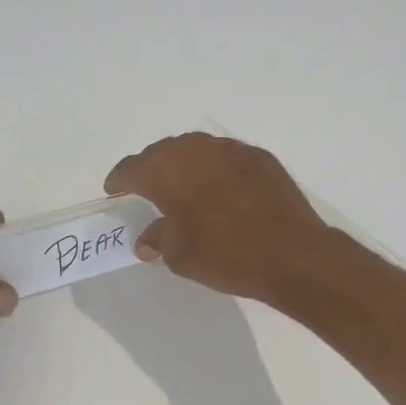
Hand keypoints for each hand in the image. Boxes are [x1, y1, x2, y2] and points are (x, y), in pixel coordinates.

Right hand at [104, 133, 335, 304]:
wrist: (291, 254)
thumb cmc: (226, 256)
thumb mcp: (181, 256)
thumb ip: (158, 239)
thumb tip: (146, 239)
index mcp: (168, 172)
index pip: (132, 168)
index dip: (119, 180)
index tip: (114, 192)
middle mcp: (196, 151)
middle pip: (162, 152)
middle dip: (149, 168)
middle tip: (146, 189)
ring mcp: (231, 150)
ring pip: (195, 148)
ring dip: (182, 164)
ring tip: (181, 185)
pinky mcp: (259, 157)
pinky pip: (224, 156)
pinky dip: (213, 168)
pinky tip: (218, 188)